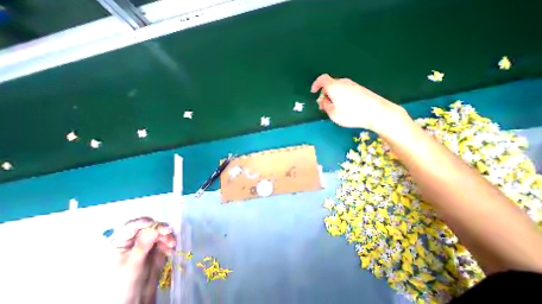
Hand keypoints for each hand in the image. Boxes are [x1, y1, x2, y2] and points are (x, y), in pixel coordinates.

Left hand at [108, 217, 176, 303]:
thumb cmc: (123, 285)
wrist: (133, 302)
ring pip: (160, 232)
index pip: (130, 226)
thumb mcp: (132, 264)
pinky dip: (169, 243)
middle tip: (168, 232)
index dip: (142, 222)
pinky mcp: (156, 248)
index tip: (153, 223)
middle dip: (160, 229)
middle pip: (149, 227)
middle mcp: (134, 240)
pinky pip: (165, 239)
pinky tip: (171, 250)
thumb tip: (153, 226)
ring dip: (167, 236)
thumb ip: (143, 244)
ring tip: (171, 245)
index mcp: (120, 244)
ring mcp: (146, 243)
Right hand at [309, 72, 406, 132]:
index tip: (313, 92)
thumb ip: (325, 106)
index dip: (316, 84)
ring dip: (332, 96)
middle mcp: (343, 83)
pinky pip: (345, 90)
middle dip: (324, 94)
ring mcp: (352, 85)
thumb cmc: (352, 114)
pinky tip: (343, 106)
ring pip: (337, 88)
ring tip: (334, 108)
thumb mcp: (333, 113)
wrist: (377, 112)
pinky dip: (340, 96)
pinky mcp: (359, 89)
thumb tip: (323, 101)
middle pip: (330, 85)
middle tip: (324, 106)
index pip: (322, 79)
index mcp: (334, 87)